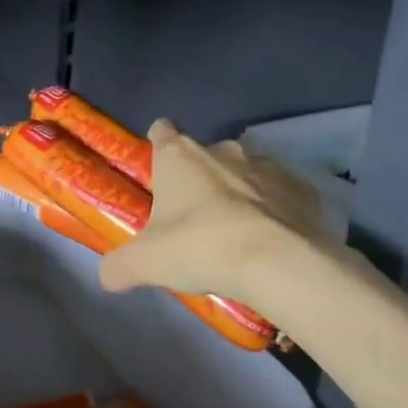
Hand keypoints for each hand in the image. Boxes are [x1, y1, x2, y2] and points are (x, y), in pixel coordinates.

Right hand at [98, 119, 336, 303]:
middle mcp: (222, 150)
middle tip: (192, 220)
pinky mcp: (301, 188)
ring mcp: (266, 165)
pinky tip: (270, 240)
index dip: (157, 147)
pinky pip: (280, 194)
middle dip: (198, 180)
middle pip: (203, 156)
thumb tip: (106, 276)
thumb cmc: (200, 248)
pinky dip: (274, 211)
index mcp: (178, 156)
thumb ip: (118, 266)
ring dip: (238, 193)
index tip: (157, 173)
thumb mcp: (144, 264)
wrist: (280, 263)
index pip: (161, 131)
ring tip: (235, 233)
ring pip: (244, 172)